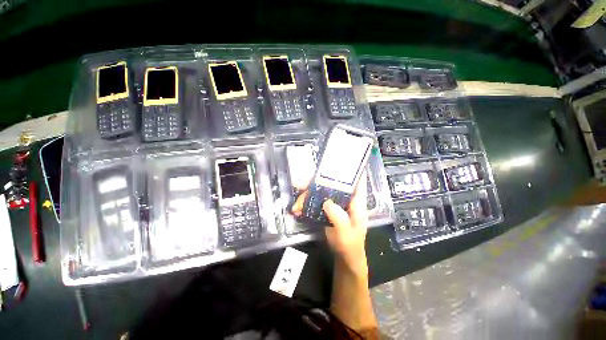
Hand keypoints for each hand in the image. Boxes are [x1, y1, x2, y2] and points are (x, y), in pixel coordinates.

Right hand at [291, 175, 368, 276]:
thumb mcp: (346, 233)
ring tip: (296, 206)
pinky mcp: (326, 208)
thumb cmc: (350, 244)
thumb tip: (327, 202)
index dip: (348, 168)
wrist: (344, 256)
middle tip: (299, 185)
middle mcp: (345, 197)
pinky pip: (315, 201)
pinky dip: (305, 204)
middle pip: (331, 182)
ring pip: (320, 191)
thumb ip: (339, 218)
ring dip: (306, 195)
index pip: (356, 179)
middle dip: (314, 182)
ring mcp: (335, 202)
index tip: (334, 161)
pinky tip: (297, 210)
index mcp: (356, 200)